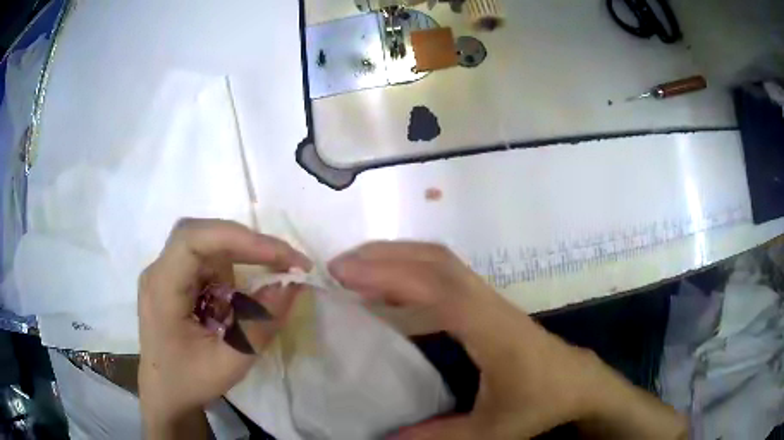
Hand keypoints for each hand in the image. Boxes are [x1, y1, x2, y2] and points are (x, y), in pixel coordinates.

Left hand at [137, 219, 308, 437]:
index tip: (282, 258)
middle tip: (285, 261)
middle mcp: (159, 271)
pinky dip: (233, 266)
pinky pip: (206, 259)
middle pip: (201, 234)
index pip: (194, 241)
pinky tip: (244, 290)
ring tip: (274, 272)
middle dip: (245, 242)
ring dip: (242, 253)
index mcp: (161, 289)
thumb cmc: (190, 381)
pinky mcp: (176, 279)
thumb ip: (261, 324)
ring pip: (206, 242)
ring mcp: (166, 272)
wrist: (165, 394)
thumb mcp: (230, 362)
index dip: (239, 239)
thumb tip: (292, 285)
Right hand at [328, 242, 686, 439]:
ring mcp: (489, 298)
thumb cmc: (540, 402)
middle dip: (384, 255)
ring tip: (355, 269)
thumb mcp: (492, 431)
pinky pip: (444, 274)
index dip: (390, 275)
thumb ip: (440, 437)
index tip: (345, 274)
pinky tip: (389, 289)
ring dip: (397, 256)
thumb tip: (386, 439)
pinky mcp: (487, 303)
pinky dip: (411, 270)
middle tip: (339, 266)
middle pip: (436, 260)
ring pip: (441, 260)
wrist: (577, 381)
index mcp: (491, 329)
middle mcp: (488, 303)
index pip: (438, 290)